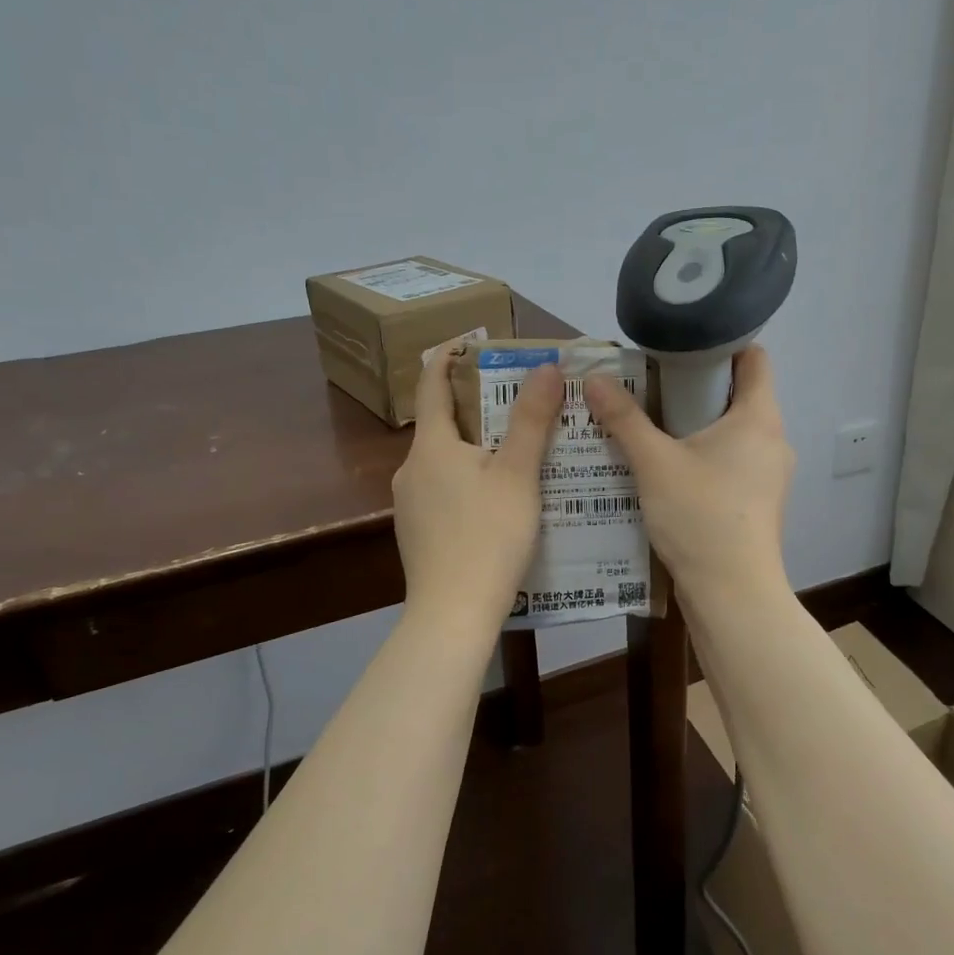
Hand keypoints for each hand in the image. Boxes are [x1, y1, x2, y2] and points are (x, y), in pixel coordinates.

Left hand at [393, 346, 563, 632]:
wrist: (453, 613)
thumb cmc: (488, 536)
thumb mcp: (518, 475)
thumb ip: (531, 420)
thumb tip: (545, 367)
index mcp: (431, 446)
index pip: (432, 384)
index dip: (448, 357)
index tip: (470, 341)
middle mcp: (410, 468)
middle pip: (441, 424)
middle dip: (475, 408)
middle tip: (517, 403)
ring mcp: (408, 504)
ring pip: (443, 461)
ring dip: (474, 449)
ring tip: (516, 454)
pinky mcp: (416, 532)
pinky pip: (442, 491)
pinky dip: (467, 481)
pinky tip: (496, 502)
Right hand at [585, 346, 793, 612]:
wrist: (731, 592)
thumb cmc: (700, 516)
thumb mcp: (654, 462)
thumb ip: (624, 418)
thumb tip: (593, 379)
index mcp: (759, 417)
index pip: (754, 357)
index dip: (721, 342)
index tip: (679, 344)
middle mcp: (772, 439)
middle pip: (738, 393)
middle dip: (694, 385)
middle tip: (649, 383)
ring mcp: (768, 473)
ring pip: (732, 431)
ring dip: (695, 423)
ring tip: (650, 423)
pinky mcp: (757, 501)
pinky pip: (730, 461)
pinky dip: (702, 454)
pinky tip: (666, 466)